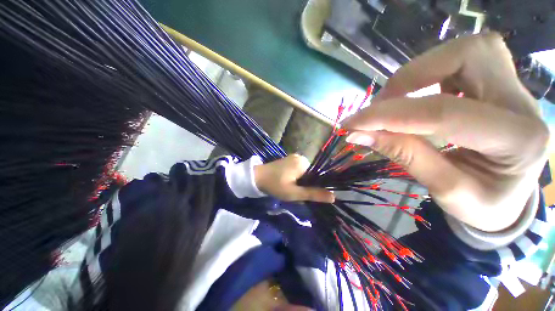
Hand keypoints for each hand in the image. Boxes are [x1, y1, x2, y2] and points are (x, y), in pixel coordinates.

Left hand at [254, 154, 334, 202]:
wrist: (256, 177)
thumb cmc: (275, 185)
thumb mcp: (294, 193)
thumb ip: (313, 194)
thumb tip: (333, 197)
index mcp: (303, 163)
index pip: (318, 175)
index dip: (315, 186)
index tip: (306, 193)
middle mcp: (300, 157)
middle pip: (311, 173)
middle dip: (306, 184)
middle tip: (296, 192)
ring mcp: (294, 157)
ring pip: (305, 172)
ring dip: (301, 181)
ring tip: (292, 188)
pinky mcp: (288, 160)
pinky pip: (298, 169)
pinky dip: (297, 177)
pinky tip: (289, 182)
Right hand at [344, 33, 548, 231]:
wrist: (509, 198)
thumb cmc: (483, 205)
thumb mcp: (445, 190)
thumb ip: (404, 155)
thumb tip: (358, 134)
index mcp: (519, 140)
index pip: (443, 112)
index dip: (387, 116)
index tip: (350, 124)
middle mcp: (523, 102)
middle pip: (466, 56)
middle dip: (410, 77)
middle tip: (379, 107)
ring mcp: (513, 87)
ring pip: (464, 50)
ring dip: (418, 72)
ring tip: (393, 102)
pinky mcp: (499, 83)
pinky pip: (461, 60)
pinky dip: (428, 74)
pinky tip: (414, 98)